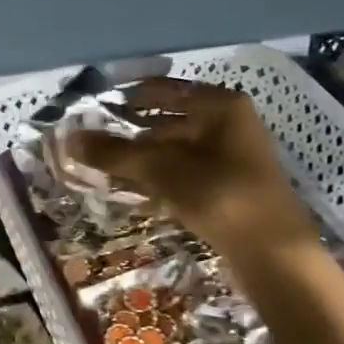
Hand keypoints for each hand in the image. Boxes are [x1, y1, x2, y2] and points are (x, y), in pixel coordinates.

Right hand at [69, 78, 314, 251]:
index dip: (126, 97)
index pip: (162, 89)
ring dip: (138, 159)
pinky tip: (128, 190)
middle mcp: (227, 123)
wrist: (274, 255)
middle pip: (166, 120)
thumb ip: (115, 153)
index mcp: (220, 105)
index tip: (92, 108)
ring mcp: (229, 156)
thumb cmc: (221, 196)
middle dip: (128, 132)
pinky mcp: (226, 186)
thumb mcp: (162, 170)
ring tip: (101, 168)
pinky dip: (156, 178)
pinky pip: (182, 173)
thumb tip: (69, 139)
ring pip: (172, 149)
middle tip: (90, 141)